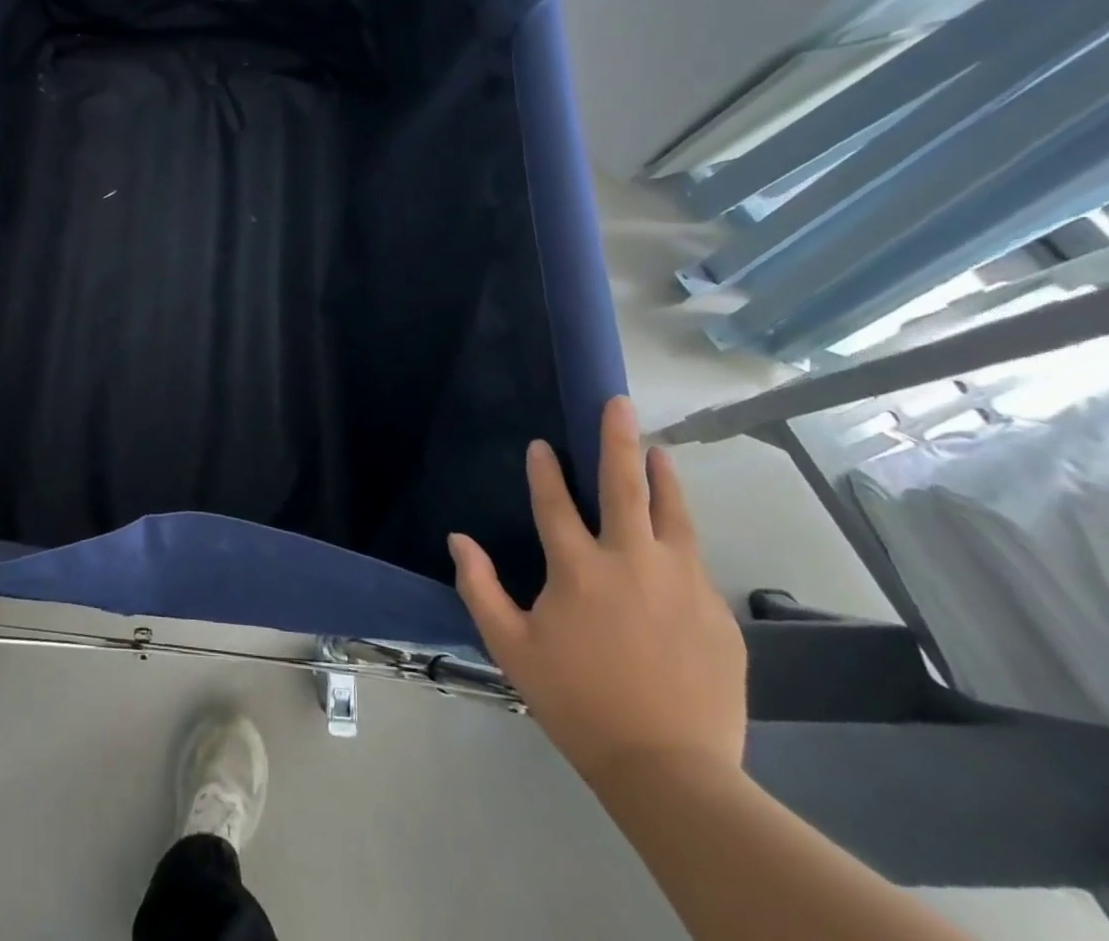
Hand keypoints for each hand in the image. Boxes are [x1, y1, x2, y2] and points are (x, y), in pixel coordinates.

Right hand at [449, 396, 746, 785]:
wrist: (670, 770)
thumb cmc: (576, 701)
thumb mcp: (510, 647)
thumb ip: (480, 587)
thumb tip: (458, 540)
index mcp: (577, 568)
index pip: (555, 502)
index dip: (544, 470)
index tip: (540, 445)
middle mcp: (631, 561)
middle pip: (624, 486)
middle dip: (617, 439)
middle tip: (618, 403)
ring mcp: (681, 583)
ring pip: (673, 513)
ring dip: (663, 476)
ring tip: (659, 451)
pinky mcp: (715, 612)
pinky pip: (694, 560)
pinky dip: (680, 537)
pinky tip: (676, 537)